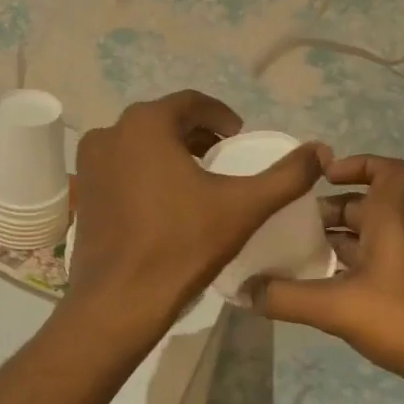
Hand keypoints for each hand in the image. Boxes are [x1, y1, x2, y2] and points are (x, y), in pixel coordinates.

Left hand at [66, 91, 325, 331]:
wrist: (119, 301)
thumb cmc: (181, 245)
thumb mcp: (243, 207)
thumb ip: (286, 176)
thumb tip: (321, 149)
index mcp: (145, 124)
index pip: (191, 103)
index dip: (221, 116)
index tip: (239, 137)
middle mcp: (110, 133)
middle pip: (163, 122)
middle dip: (196, 135)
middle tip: (223, 157)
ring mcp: (89, 164)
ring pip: (139, 145)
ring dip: (170, 153)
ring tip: (198, 179)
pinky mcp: (82, 193)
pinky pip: (120, 168)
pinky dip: (145, 172)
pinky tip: (164, 203)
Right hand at [251, 154, 403, 403]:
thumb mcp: (338, 307)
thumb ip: (286, 297)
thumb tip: (242, 290)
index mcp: (390, 223)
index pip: (389, 171)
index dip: (358, 163)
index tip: (323, 178)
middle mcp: (396, 237)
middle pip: (362, 206)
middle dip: (324, 210)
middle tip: (284, 223)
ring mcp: (400, 269)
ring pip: (361, 240)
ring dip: (328, 242)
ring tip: (287, 254)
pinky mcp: (399, 297)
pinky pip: (363, 270)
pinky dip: (337, 271)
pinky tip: (308, 289)